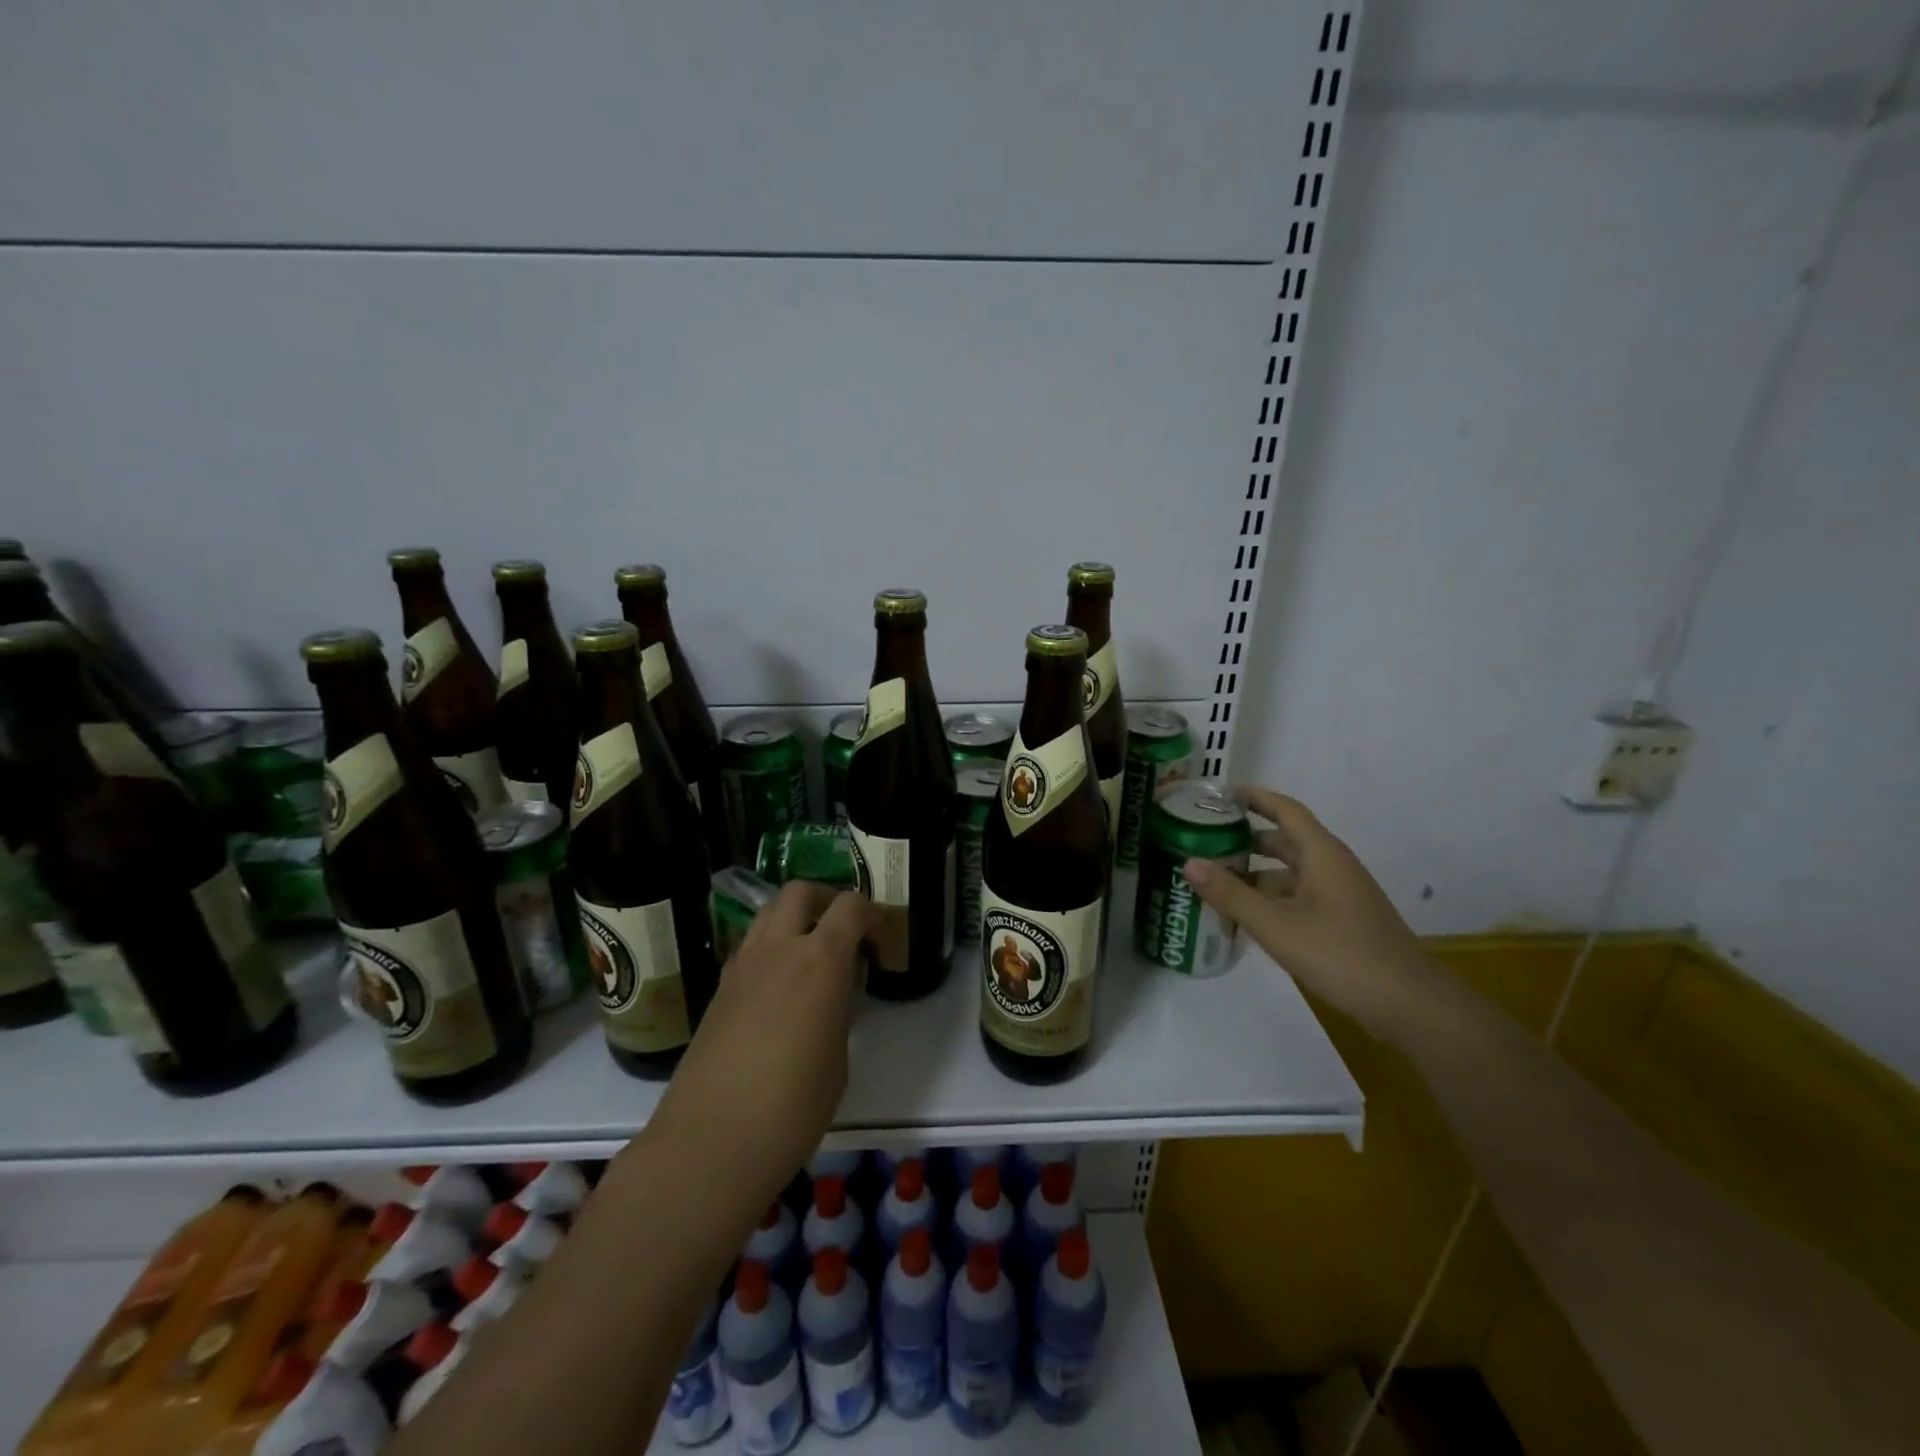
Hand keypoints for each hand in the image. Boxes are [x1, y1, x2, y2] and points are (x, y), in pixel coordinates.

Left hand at [646, 882, 872, 1215]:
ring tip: (811, 957)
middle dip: (827, 899)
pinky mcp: (718, 991)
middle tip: (844, 932)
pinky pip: (749, 947)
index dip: (873, 914)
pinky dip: (769, 949)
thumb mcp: (838, 1060)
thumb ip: (839, 1013)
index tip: (882, 943)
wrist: (709, 1144)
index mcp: (820, 960)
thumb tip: (832, 997)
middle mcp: (778, 949)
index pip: (850, 905)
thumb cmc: (792, 1108)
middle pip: (800, 891)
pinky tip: (779, 988)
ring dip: (794, 920)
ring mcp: (741, 967)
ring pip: (768, 913)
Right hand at [1182, 787, 1433, 1035]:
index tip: (1219, 794)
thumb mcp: (1276, 925)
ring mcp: (1340, 895)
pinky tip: (1246, 916)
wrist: (1410, 1005)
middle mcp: (1332, 867)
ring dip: (1255, 872)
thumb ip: (1231, 894)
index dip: (1254, 797)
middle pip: (1285, 840)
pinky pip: (1298, 896)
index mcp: (1322, 854)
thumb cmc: (1342, 955)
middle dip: (1246, 837)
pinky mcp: (1342, 921)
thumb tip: (1188, 863)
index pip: (1285, 810)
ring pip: (1290, 872)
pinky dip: (1270, 897)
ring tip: (1215, 879)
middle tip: (1205, 839)